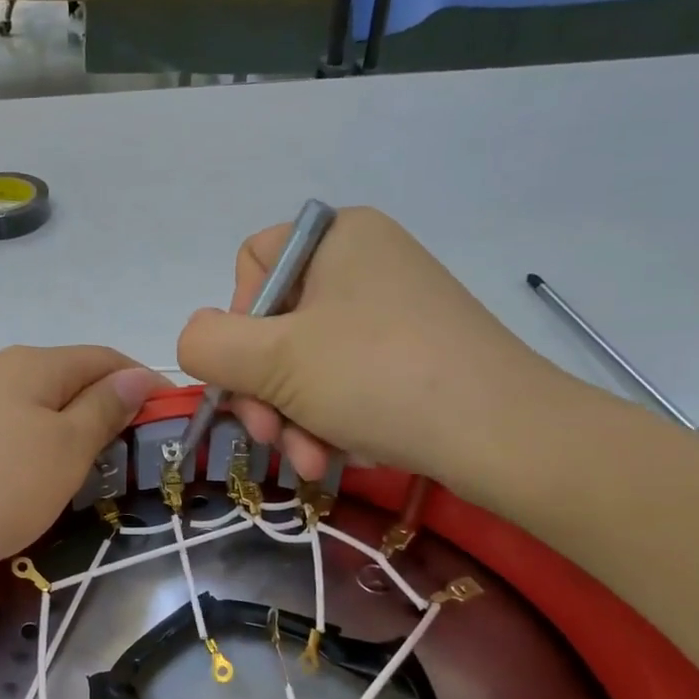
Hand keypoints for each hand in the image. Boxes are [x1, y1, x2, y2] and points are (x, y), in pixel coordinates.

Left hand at [0, 346, 163, 600]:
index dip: (143, 385)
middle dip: (104, 419)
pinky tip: (22, 499)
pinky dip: (25, 468)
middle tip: (128, 470)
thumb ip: (102, 411)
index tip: (171, 427)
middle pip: (66, 387)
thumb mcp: (61, 450)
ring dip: (63, 447)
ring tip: (80, 490)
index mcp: (32, 365)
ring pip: (31, 421)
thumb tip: (139, 373)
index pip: (104, 358)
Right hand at [176, 207, 560, 487]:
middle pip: (274, 324)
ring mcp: (391, 311)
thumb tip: (195, 343)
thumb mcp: (272, 360)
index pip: (250, 265)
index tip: (251, 371)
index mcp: (337, 237)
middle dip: (264, 392)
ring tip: (309, 461)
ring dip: (292, 419)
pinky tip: (340, 455)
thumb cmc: (378, 378)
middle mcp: (365, 263)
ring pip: (305, 364)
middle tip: (270, 438)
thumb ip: (206, 344)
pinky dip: (331, 421)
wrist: (504, 435)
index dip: (236, 322)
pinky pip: (344, 382)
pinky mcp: (411, 355)